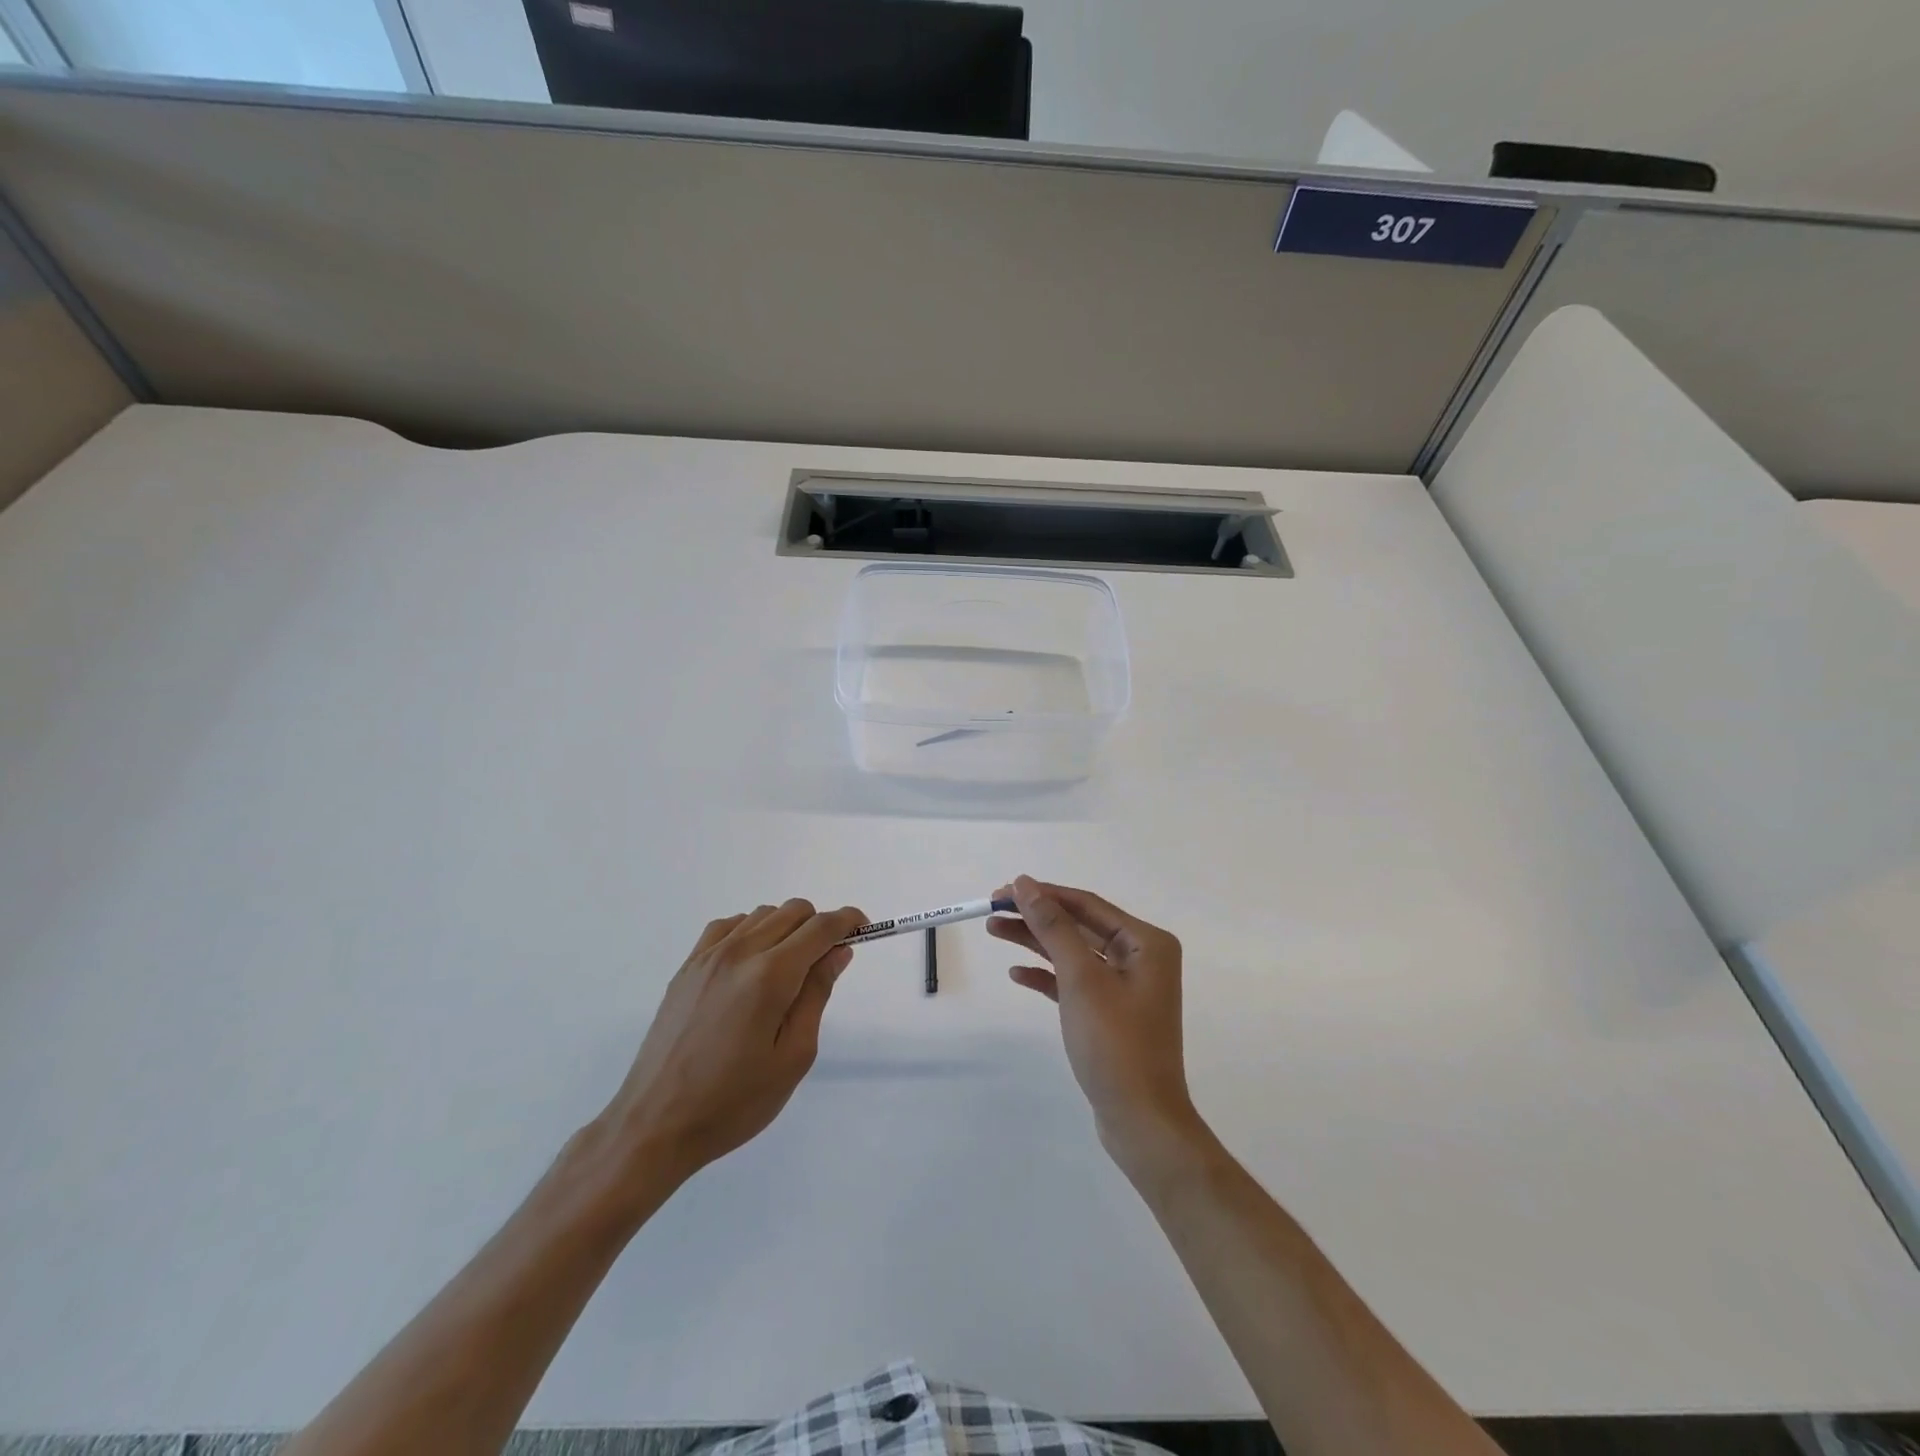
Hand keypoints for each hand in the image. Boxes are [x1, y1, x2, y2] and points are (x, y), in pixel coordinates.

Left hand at [594, 899, 865, 1187]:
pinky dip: (751, 931)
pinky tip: (752, 964)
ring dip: (786, 928)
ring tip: (788, 971)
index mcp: (770, 975)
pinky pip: (729, 925)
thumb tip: (838, 951)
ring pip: (762, 914)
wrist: (655, 1124)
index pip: (820, 927)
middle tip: (826, 962)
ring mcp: (708, 956)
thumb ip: (817, 994)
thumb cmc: (734, 1101)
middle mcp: (740, 952)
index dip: (848, 921)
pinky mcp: (687, 967)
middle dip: (819, 925)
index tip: (863, 930)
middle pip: (793, 910)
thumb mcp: (793, 1056)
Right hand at [989, 875, 1204, 1177]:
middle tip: (992, 908)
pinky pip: (1074, 982)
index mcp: (1146, 942)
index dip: (1044, 894)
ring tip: (993, 930)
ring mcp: (1126, 987)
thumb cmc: (1115, 1043)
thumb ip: (1053, 927)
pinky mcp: (1110, 1012)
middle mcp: (1140, 958)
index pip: (1087, 905)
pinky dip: (1047, 976)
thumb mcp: (1081, 978)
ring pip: (1073, 953)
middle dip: (1036, 917)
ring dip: (1035, 942)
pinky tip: (1017, 973)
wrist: (1140, 1120)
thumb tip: (1026, 884)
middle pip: (1078, 926)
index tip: (1004, 890)